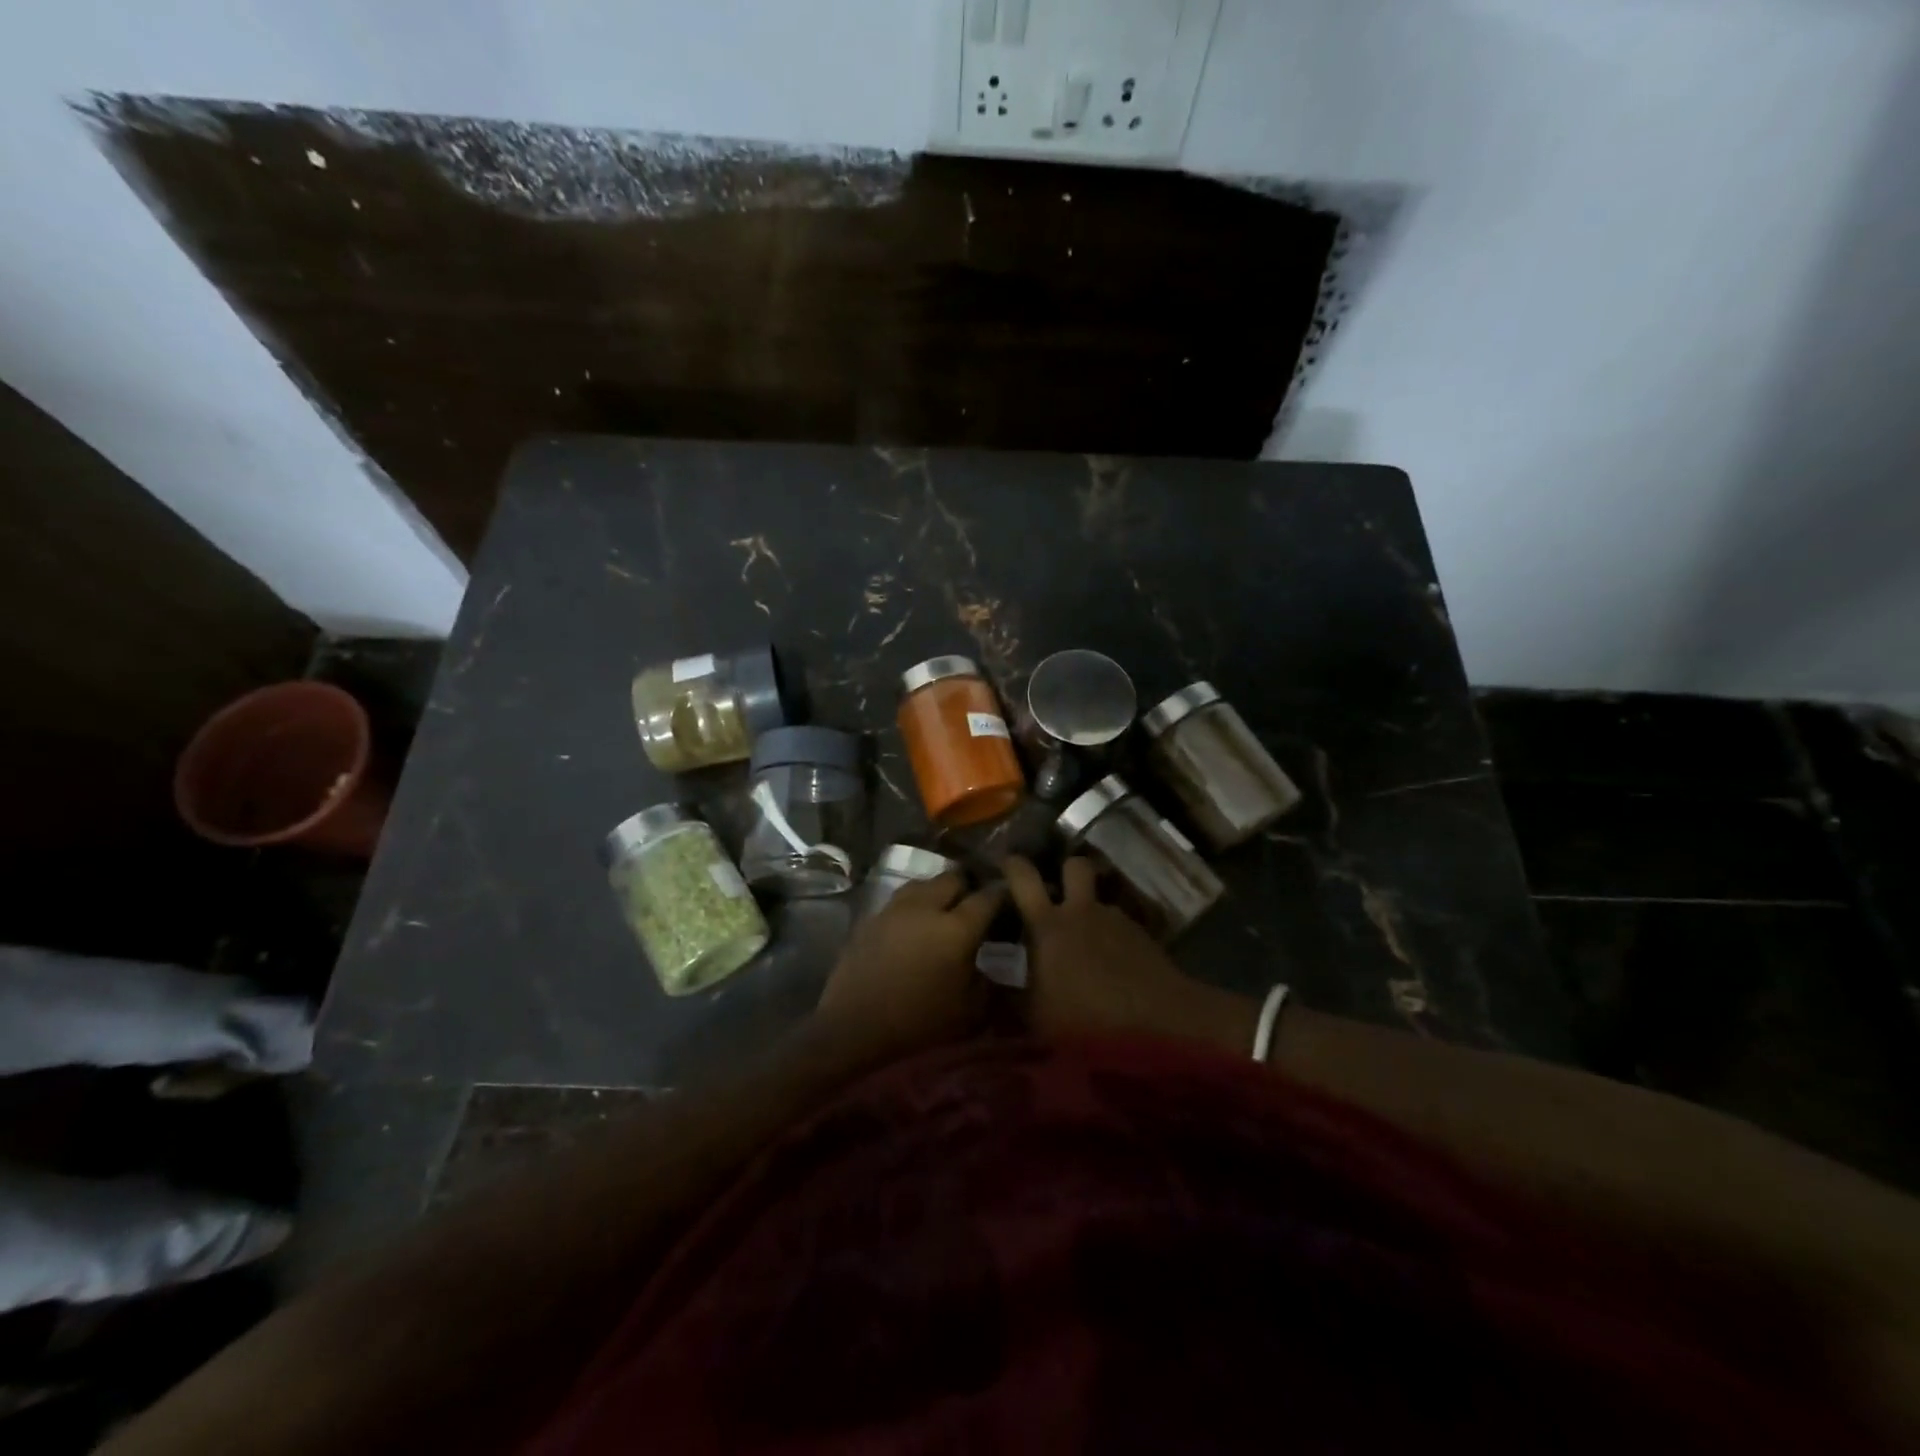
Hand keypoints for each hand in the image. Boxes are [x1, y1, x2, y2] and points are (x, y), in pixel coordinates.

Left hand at [812, 872, 1004, 1069]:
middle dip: (968, 886)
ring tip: (943, 910)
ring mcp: (895, 908)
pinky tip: (914, 924)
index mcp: (957, 927)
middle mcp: (927, 906)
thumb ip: (990, 985)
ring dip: (938, 892)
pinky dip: (914, 905)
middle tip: (975, 905)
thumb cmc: (919, 1022)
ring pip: (924, 883)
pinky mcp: (872, 916)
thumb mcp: (969, 1012)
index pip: (988, 897)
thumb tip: (996, 969)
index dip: (1002, 895)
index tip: (1010, 901)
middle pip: (954, 878)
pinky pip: (901, 900)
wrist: (855, 1026)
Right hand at [1004, 856, 1257, 1053]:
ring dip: (1091, 909)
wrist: (1157, 1023)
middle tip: (1057, 891)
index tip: (1006, 862)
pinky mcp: (1143, 937)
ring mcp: (1116, 921)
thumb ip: (1013, 992)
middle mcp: (1082, 911)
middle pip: (1074, 866)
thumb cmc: (1085, 1018)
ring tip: (1086, 938)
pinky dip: (1112, 937)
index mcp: (1047, 924)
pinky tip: (1112, 965)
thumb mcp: (1035, 1015)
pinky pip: (1120, 925)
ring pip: (1100, 899)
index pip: (1023, 876)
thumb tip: (996, 977)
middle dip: (1065, 871)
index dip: (1012, 864)